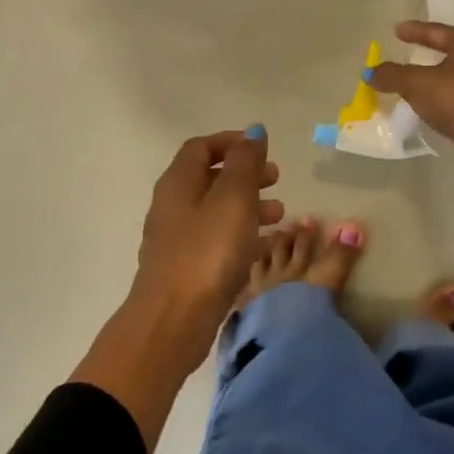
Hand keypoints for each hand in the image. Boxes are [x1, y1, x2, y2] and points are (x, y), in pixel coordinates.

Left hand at [131, 128, 283, 327]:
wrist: (173, 322)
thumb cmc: (206, 252)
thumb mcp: (233, 200)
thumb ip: (245, 163)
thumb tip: (253, 131)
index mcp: (178, 183)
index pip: (201, 147)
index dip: (231, 142)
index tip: (262, 148)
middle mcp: (173, 206)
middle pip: (210, 178)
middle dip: (245, 174)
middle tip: (277, 178)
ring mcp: (178, 240)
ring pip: (217, 211)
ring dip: (248, 205)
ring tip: (280, 213)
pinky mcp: (187, 269)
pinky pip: (218, 240)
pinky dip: (242, 235)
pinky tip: (266, 246)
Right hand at [369, 22, 453, 166]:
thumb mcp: (418, 83)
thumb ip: (393, 75)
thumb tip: (370, 73)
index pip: (437, 31)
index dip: (414, 31)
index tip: (396, 30)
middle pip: (450, 51)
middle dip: (428, 52)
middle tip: (408, 52)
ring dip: (437, 77)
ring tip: (416, 81)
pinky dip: (444, 97)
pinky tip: (431, 104)